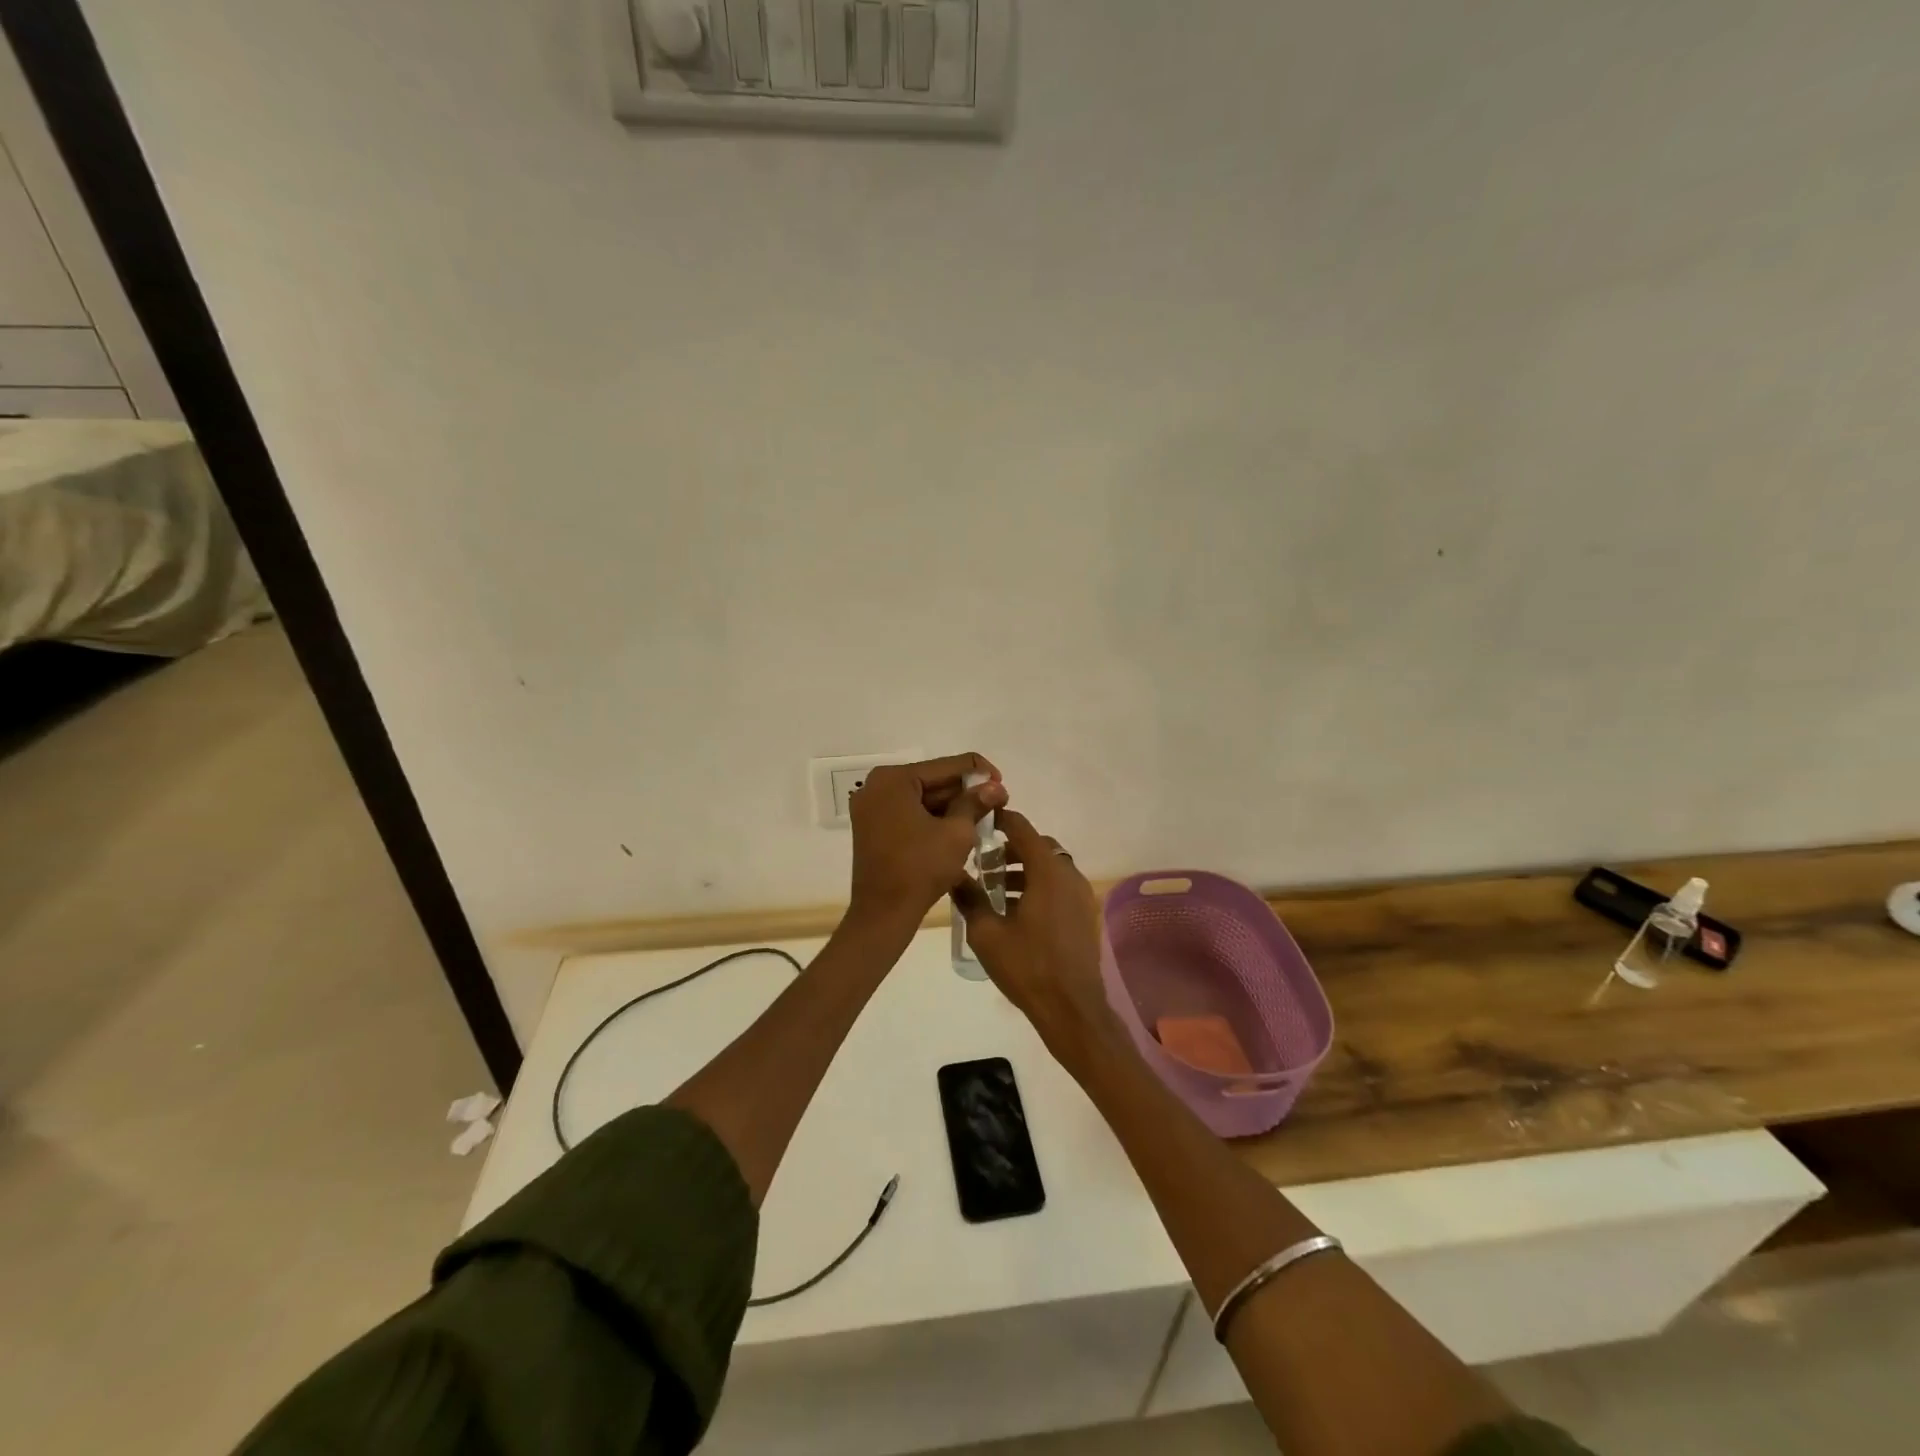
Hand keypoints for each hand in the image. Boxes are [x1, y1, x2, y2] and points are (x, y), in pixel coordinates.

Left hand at [847, 753, 1006, 927]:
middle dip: (965, 792)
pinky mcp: (872, 827)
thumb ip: (976, 803)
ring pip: (922, 798)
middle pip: (933, 780)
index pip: (947, 766)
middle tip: (997, 804)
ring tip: (983, 818)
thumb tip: (996, 786)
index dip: (980, 773)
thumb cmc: (920, 868)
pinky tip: (958, 828)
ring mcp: (871, 807)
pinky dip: (933, 818)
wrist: (883, 914)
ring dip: (952, 806)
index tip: (1003, 788)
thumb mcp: (957, 833)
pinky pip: (909, 813)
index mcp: (894, 779)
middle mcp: (877, 786)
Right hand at [951, 810, 1119, 1056]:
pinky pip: (1059, 887)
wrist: (1072, 1009)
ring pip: (1050, 868)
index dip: (1001, 820)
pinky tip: (1016, 911)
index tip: (980, 821)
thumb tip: (953, 874)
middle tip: (984, 863)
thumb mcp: (986, 933)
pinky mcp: (1085, 914)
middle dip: (1011, 849)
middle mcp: (1069, 875)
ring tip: (995, 890)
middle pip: (1039, 847)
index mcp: (1047, 871)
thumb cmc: (1027, 967)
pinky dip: (1039, 886)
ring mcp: (1081, 895)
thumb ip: (969, 898)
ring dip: (1024, 870)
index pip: (1023, 828)